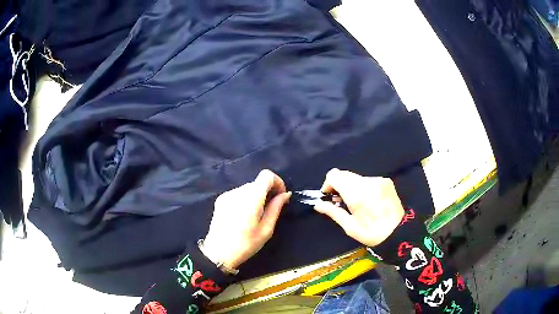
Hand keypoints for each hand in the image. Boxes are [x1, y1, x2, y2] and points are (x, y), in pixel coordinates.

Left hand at [202, 170, 290, 268]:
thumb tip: (285, 194)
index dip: (277, 182)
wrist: (218, 253)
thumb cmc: (245, 244)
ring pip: (247, 188)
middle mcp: (238, 191)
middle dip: (267, 192)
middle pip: (257, 183)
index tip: (281, 196)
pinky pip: (238, 194)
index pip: (266, 175)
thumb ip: (276, 208)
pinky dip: (245, 200)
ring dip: (256, 196)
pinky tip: (242, 216)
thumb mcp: (266, 229)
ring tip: (255, 216)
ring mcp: (227, 194)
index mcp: (251, 198)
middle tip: (271, 209)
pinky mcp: (220, 200)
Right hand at [314, 169, 403, 246]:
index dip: (328, 184)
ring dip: (351, 187)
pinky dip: (362, 187)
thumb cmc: (371, 232)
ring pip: (356, 177)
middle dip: (339, 186)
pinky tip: (368, 201)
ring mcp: (378, 180)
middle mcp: (367, 182)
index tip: (330, 197)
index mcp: (357, 193)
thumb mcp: (349, 227)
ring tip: (356, 203)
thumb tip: (317, 204)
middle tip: (341, 202)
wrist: (399, 232)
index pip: (334, 175)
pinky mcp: (386, 181)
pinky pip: (367, 180)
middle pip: (344, 174)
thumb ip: (333, 212)